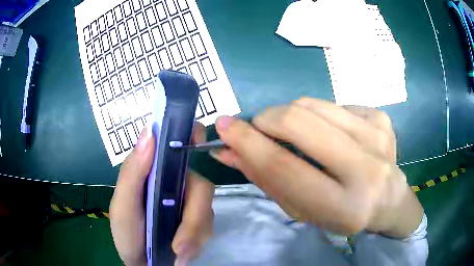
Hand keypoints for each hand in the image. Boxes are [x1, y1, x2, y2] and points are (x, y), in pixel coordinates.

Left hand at [110, 123, 213, 265]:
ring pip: (208, 209)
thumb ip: (133, 172)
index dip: (191, 135)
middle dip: (193, 219)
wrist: (143, 263)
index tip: (197, 141)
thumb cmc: (127, 235)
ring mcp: (189, 202)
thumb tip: (149, 131)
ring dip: (194, 235)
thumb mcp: (122, 206)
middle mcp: (174, 181)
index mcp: (154, 170)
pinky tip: (182, 252)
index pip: (178, 142)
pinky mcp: (198, 220)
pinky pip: (209, 226)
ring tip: (176, 253)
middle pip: (201, 185)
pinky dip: (196, 242)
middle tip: (178, 246)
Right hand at [211, 98, 422, 237]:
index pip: (284, 167)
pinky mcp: (381, 118)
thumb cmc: (341, 214)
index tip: (224, 126)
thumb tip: (228, 149)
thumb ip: (266, 178)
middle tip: (260, 127)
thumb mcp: (301, 208)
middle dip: (267, 119)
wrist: (388, 201)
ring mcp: (377, 137)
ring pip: (314, 105)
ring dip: (291, 115)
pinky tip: (331, 134)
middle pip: (299, 122)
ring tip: (298, 134)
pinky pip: (334, 104)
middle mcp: (366, 169)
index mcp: (344, 207)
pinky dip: (320, 116)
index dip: (248, 143)